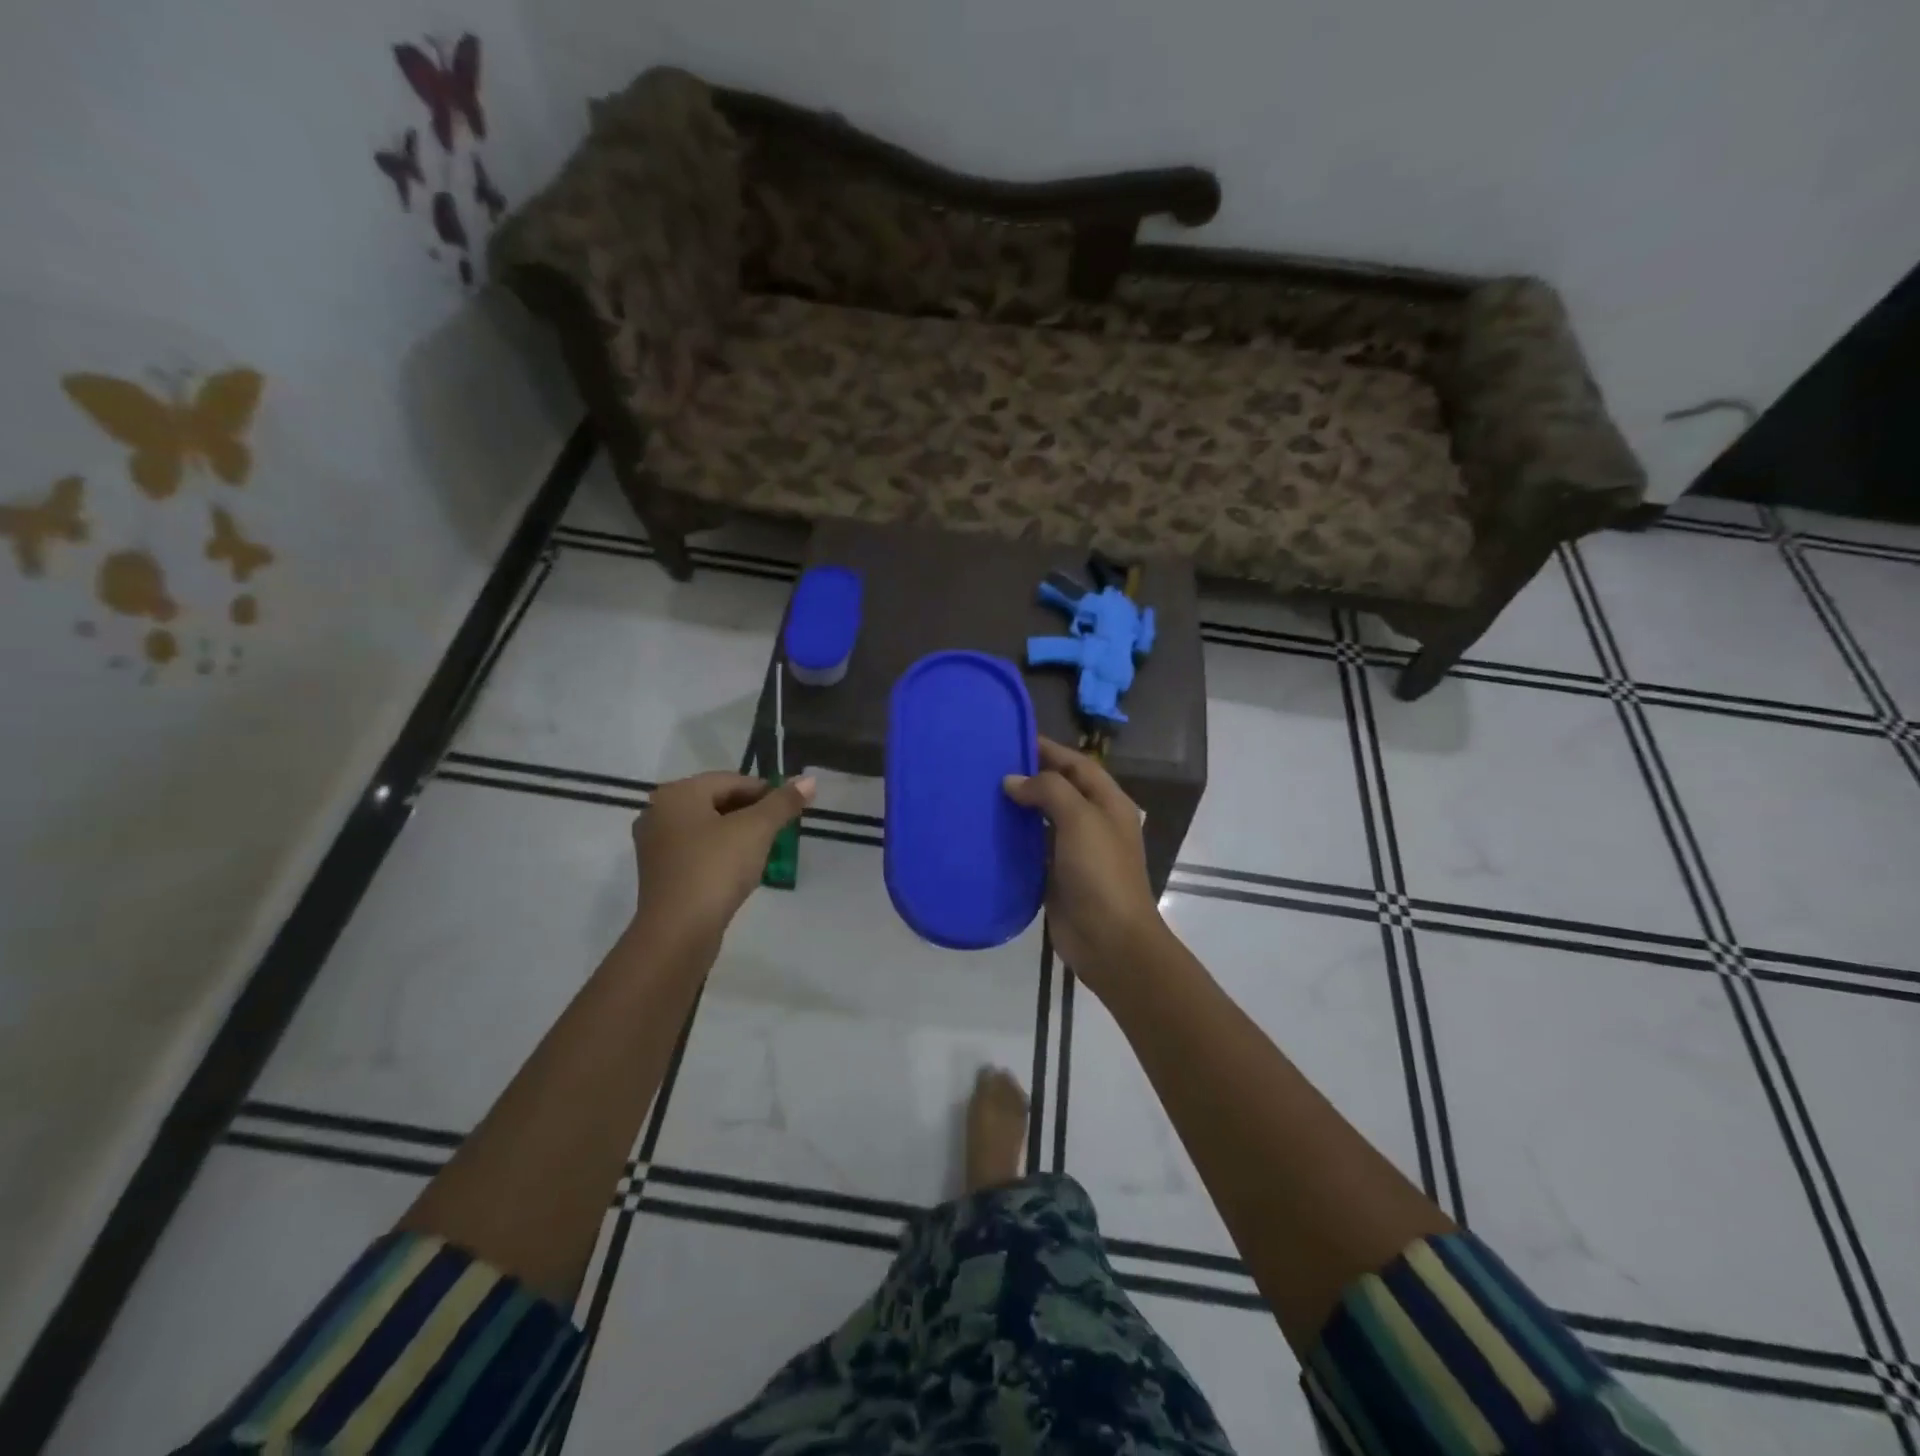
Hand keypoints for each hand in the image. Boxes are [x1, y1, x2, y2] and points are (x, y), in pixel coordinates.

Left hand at [632, 771, 814, 949]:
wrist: (679, 932)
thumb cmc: (716, 869)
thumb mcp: (757, 829)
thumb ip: (783, 802)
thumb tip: (810, 780)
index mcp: (678, 794)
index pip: (732, 780)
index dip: (766, 792)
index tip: (790, 811)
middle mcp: (658, 812)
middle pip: (717, 802)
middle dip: (752, 814)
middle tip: (780, 831)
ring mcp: (655, 845)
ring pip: (708, 828)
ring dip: (738, 835)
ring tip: (765, 851)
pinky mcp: (660, 874)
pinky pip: (697, 851)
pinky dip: (721, 854)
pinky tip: (741, 870)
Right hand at [1003, 738, 1165, 991]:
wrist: (1109, 940)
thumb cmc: (1100, 872)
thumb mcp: (1080, 819)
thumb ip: (1049, 791)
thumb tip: (1013, 781)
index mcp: (1108, 803)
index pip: (1077, 764)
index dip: (1049, 750)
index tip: (1012, 738)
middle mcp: (1093, 822)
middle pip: (1059, 789)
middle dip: (1029, 777)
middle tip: (988, 766)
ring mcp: (1075, 851)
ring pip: (1043, 820)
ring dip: (1018, 808)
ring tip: (981, 795)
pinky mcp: (1056, 876)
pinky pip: (1032, 850)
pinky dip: (1013, 839)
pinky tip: (987, 832)